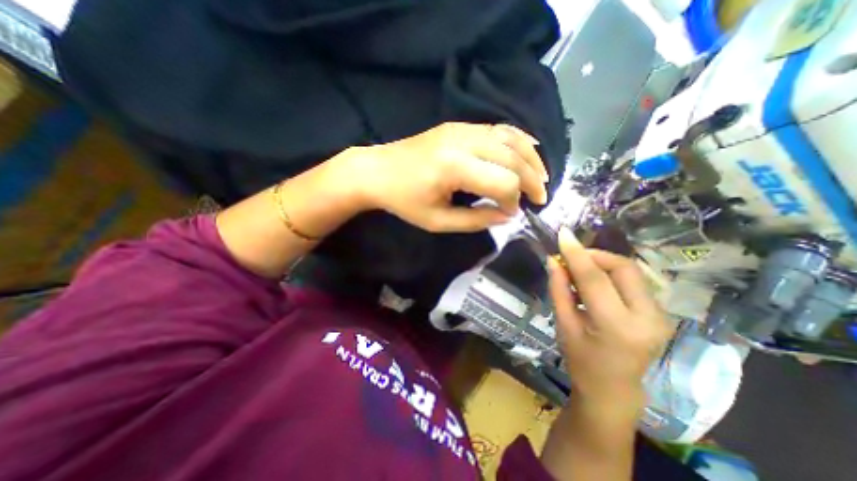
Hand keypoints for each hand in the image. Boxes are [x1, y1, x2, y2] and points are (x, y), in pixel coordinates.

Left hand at [349, 121, 548, 230]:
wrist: (377, 171)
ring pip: (510, 138)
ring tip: (542, 177)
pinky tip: (529, 149)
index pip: (503, 182)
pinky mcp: (459, 125)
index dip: (513, 200)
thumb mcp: (438, 221)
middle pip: (512, 157)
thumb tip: (507, 216)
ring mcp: (461, 128)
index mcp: (454, 167)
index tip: (511, 213)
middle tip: (540, 198)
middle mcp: (463, 141)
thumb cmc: (403, 201)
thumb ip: (475, 220)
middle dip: (532, 179)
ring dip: (531, 158)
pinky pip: (497, 128)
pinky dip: (518, 140)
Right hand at [545, 228, 673, 405]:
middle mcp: (647, 318)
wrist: (613, 388)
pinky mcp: (661, 313)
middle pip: (623, 267)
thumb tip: (553, 260)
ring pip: (631, 271)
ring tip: (580, 270)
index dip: (577, 253)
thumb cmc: (581, 359)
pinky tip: (595, 282)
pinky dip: (611, 274)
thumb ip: (558, 289)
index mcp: (617, 326)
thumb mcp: (563, 324)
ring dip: (602, 263)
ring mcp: (660, 316)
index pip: (595, 278)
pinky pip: (634, 281)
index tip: (563, 234)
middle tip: (571, 257)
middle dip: (594, 255)